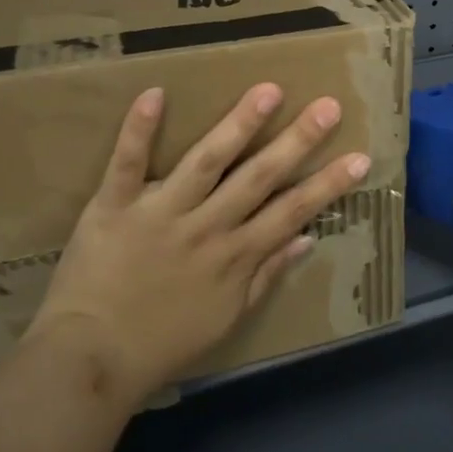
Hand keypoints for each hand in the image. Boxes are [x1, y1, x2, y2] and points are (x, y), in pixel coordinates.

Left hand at [27, 84, 369, 396]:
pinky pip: (127, 164)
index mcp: (235, 255)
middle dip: (297, 141)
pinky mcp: (115, 206)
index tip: (360, 157)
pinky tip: (155, 92)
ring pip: (206, 162)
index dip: (329, 184)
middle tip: (328, 106)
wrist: (91, 360)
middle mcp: (207, 227)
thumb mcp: (227, 318)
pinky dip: (138, 130)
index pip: (292, 212)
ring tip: (267, 90)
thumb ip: (266, 274)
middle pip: (259, 178)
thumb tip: (308, 239)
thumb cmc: (164, 342)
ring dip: (238, 125)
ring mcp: (161, 213)